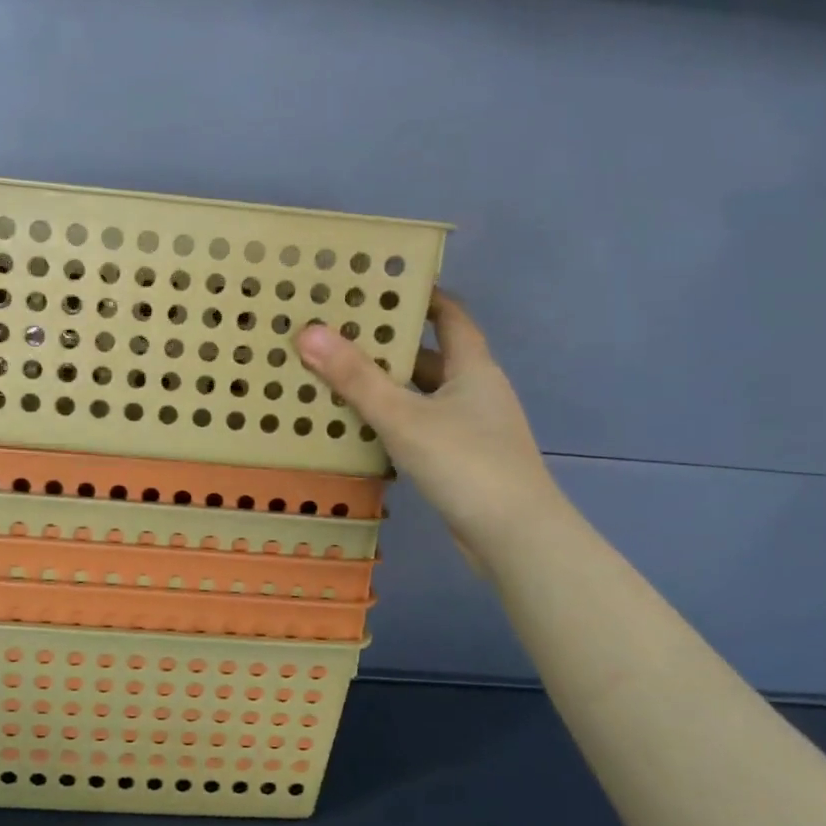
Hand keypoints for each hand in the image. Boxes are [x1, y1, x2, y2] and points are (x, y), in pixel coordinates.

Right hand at [295, 292, 558, 553]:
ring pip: (423, 396)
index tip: (380, 285)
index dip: (421, 296)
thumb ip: (356, 378)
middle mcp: (476, 392)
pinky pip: (422, 428)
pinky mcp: (463, 461)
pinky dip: (394, 423)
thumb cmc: (466, 464)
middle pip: (431, 357)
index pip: (451, 316)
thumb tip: (308, 331)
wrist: (516, 539)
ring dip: (388, 388)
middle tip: (339, 334)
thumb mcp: (404, 417)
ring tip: (337, 378)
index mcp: (473, 368)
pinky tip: (360, 430)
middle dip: (389, 345)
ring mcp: (472, 429)